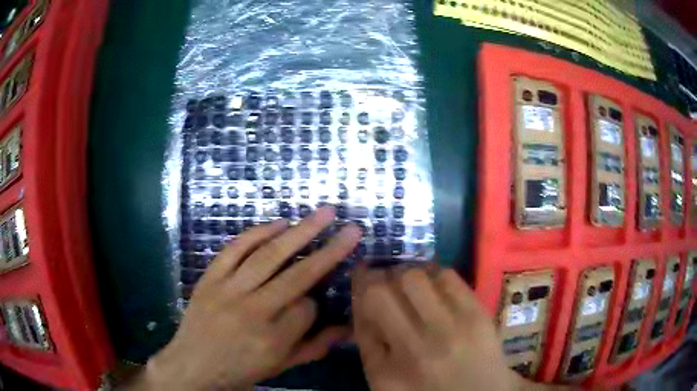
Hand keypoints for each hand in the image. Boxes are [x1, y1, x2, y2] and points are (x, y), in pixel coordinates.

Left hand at [140, 207, 361, 389]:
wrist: (192, 365)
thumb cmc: (238, 370)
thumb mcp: (279, 367)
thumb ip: (314, 347)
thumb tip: (348, 328)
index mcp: (273, 340)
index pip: (307, 309)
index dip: (315, 303)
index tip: (312, 303)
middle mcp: (253, 312)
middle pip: (297, 276)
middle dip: (329, 251)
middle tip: (352, 229)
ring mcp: (228, 290)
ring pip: (269, 256)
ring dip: (299, 232)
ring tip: (323, 214)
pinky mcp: (210, 278)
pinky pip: (235, 249)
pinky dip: (258, 233)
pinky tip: (280, 222)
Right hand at [352, 265, 526, 390]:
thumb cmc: (425, 390)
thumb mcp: (384, 380)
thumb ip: (368, 343)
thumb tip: (361, 301)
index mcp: (388, 366)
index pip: (367, 308)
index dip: (359, 284)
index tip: (360, 277)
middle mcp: (419, 344)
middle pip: (388, 286)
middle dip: (381, 276)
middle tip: (385, 281)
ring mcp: (453, 326)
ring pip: (417, 276)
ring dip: (406, 274)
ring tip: (409, 284)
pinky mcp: (478, 314)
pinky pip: (449, 277)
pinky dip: (434, 274)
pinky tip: (432, 284)